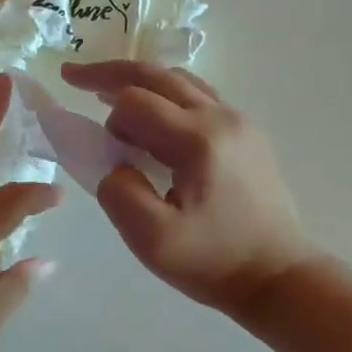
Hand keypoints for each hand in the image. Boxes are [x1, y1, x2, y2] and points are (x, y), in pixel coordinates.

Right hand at [60, 60, 314, 317]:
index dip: (107, 119)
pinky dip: (166, 96)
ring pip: (180, 81)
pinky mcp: (247, 135)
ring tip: (108, 93)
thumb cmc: (213, 261)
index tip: (99, 149)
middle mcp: (221, 117)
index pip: (134, 102)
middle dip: (110, 74)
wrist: (278, 276)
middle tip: (73, 75)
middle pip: (157, 76)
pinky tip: (153, 118)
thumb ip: (118, 193)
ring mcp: (239, 122)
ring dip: (140, 82)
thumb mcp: (151, 239)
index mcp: (197, 139)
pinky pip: (199, 97)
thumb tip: (116, 165)